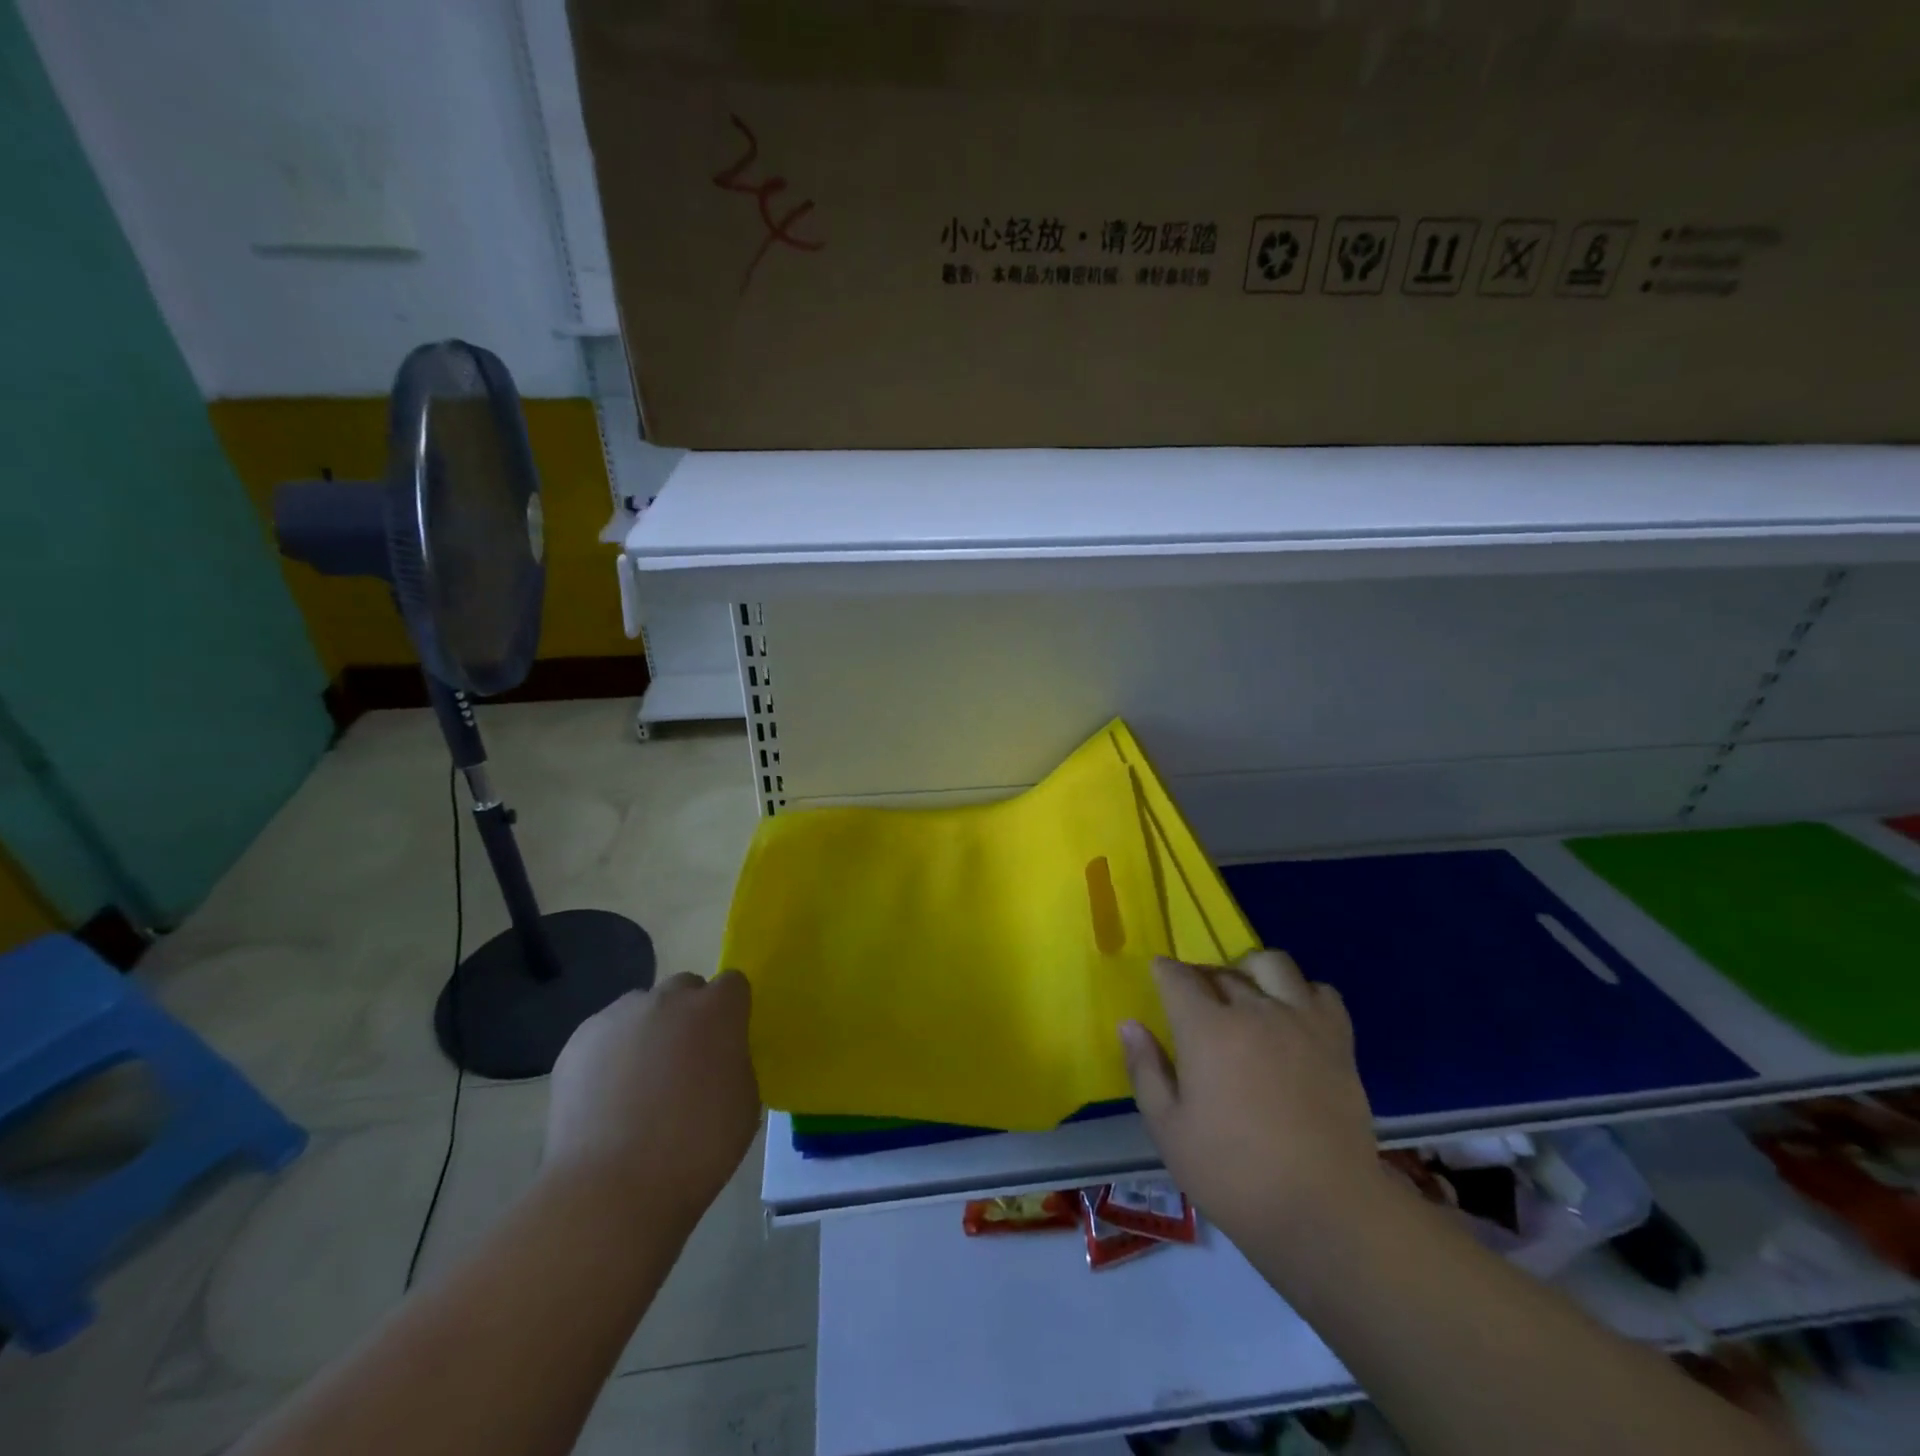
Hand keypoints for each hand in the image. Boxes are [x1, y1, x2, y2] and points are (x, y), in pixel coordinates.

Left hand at [544, 972, 761, 1230]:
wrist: (611, 1189)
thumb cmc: (696, 1147)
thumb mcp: (745, 1101)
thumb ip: (736, 1061)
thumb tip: (721, 1056)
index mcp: (717, 1010)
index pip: (733, 983)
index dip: (732, 1011)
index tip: (728, 1042)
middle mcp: (668, 999)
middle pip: (685, 988)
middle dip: (689, 1015)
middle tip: (686, 1062)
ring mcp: (619, 1016)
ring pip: (642, 1009)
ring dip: (649, 1031)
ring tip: (640, 1083)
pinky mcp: (578, 1041)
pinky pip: (605, 1035)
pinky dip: (611, 1055)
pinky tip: (608, 1098)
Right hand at [1121, 952, 1378, 1248]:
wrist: (1325, 1210)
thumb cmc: (1233, 1174)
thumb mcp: (1169, 1130)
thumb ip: (1146, 1070)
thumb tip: (1130, 1024)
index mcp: (1206, 1029)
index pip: (1177, 976)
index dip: (1163, 971)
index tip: (1158, 976)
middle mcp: (1253, 1010)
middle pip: (1221, 971)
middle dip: (1201, 977)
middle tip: (1195, 1003)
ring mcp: (1300, 1020)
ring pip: (1272, 964)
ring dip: (1251, 971)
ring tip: (1246, 997)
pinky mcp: (1338, 1039)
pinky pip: (1320, 991)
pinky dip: (1302, 994)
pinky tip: (1292, 1019)